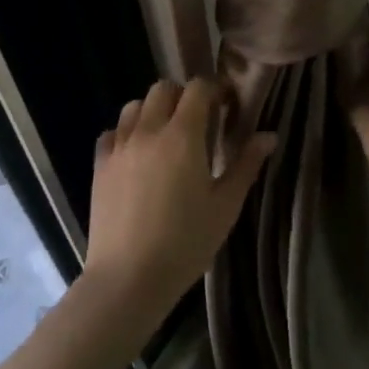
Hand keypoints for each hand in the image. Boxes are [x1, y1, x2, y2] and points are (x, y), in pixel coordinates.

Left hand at [85, 78, 275, 320]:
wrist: (127, 280)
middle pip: (163, 88)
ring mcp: (120, 146)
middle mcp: (149, 130)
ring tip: (165, 135)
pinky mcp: (100, 165)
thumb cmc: (185, 243)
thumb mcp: (225, 206)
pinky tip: (136, 155)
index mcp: (183, 135)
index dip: (214, 89)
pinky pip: (112, 132)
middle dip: (183, 96)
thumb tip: (268, 135)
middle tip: (198, 121)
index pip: (197, 88)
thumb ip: (246, 165)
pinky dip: (125, 133)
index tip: (226, 105)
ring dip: (152, 110)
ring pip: (134, 105)